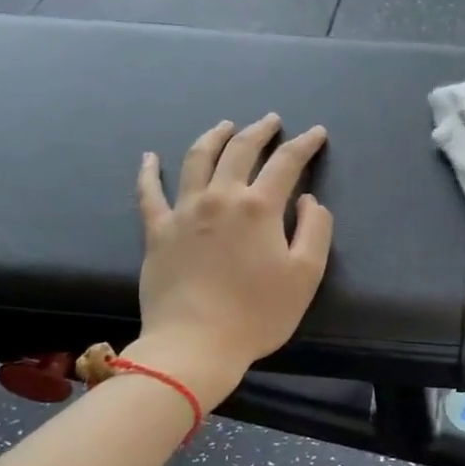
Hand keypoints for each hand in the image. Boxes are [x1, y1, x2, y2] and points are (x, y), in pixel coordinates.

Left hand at [133, 114, 332, 406]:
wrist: (195, 344)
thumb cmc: (258, 313)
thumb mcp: (306, 275)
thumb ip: (315, 230)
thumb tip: (309, 200)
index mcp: (259, 207)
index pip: (286, 164)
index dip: (304, 145)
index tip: (315, 133)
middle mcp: (220, 198)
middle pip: (240, 151)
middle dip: (260, 131)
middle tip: (272, 121)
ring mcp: (184, 211)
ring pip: (198, 159)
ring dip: (214, 137)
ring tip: (225, 125)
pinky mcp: (157, 231)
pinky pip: (149, 193)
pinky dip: (149, 171)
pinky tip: (149, 157)